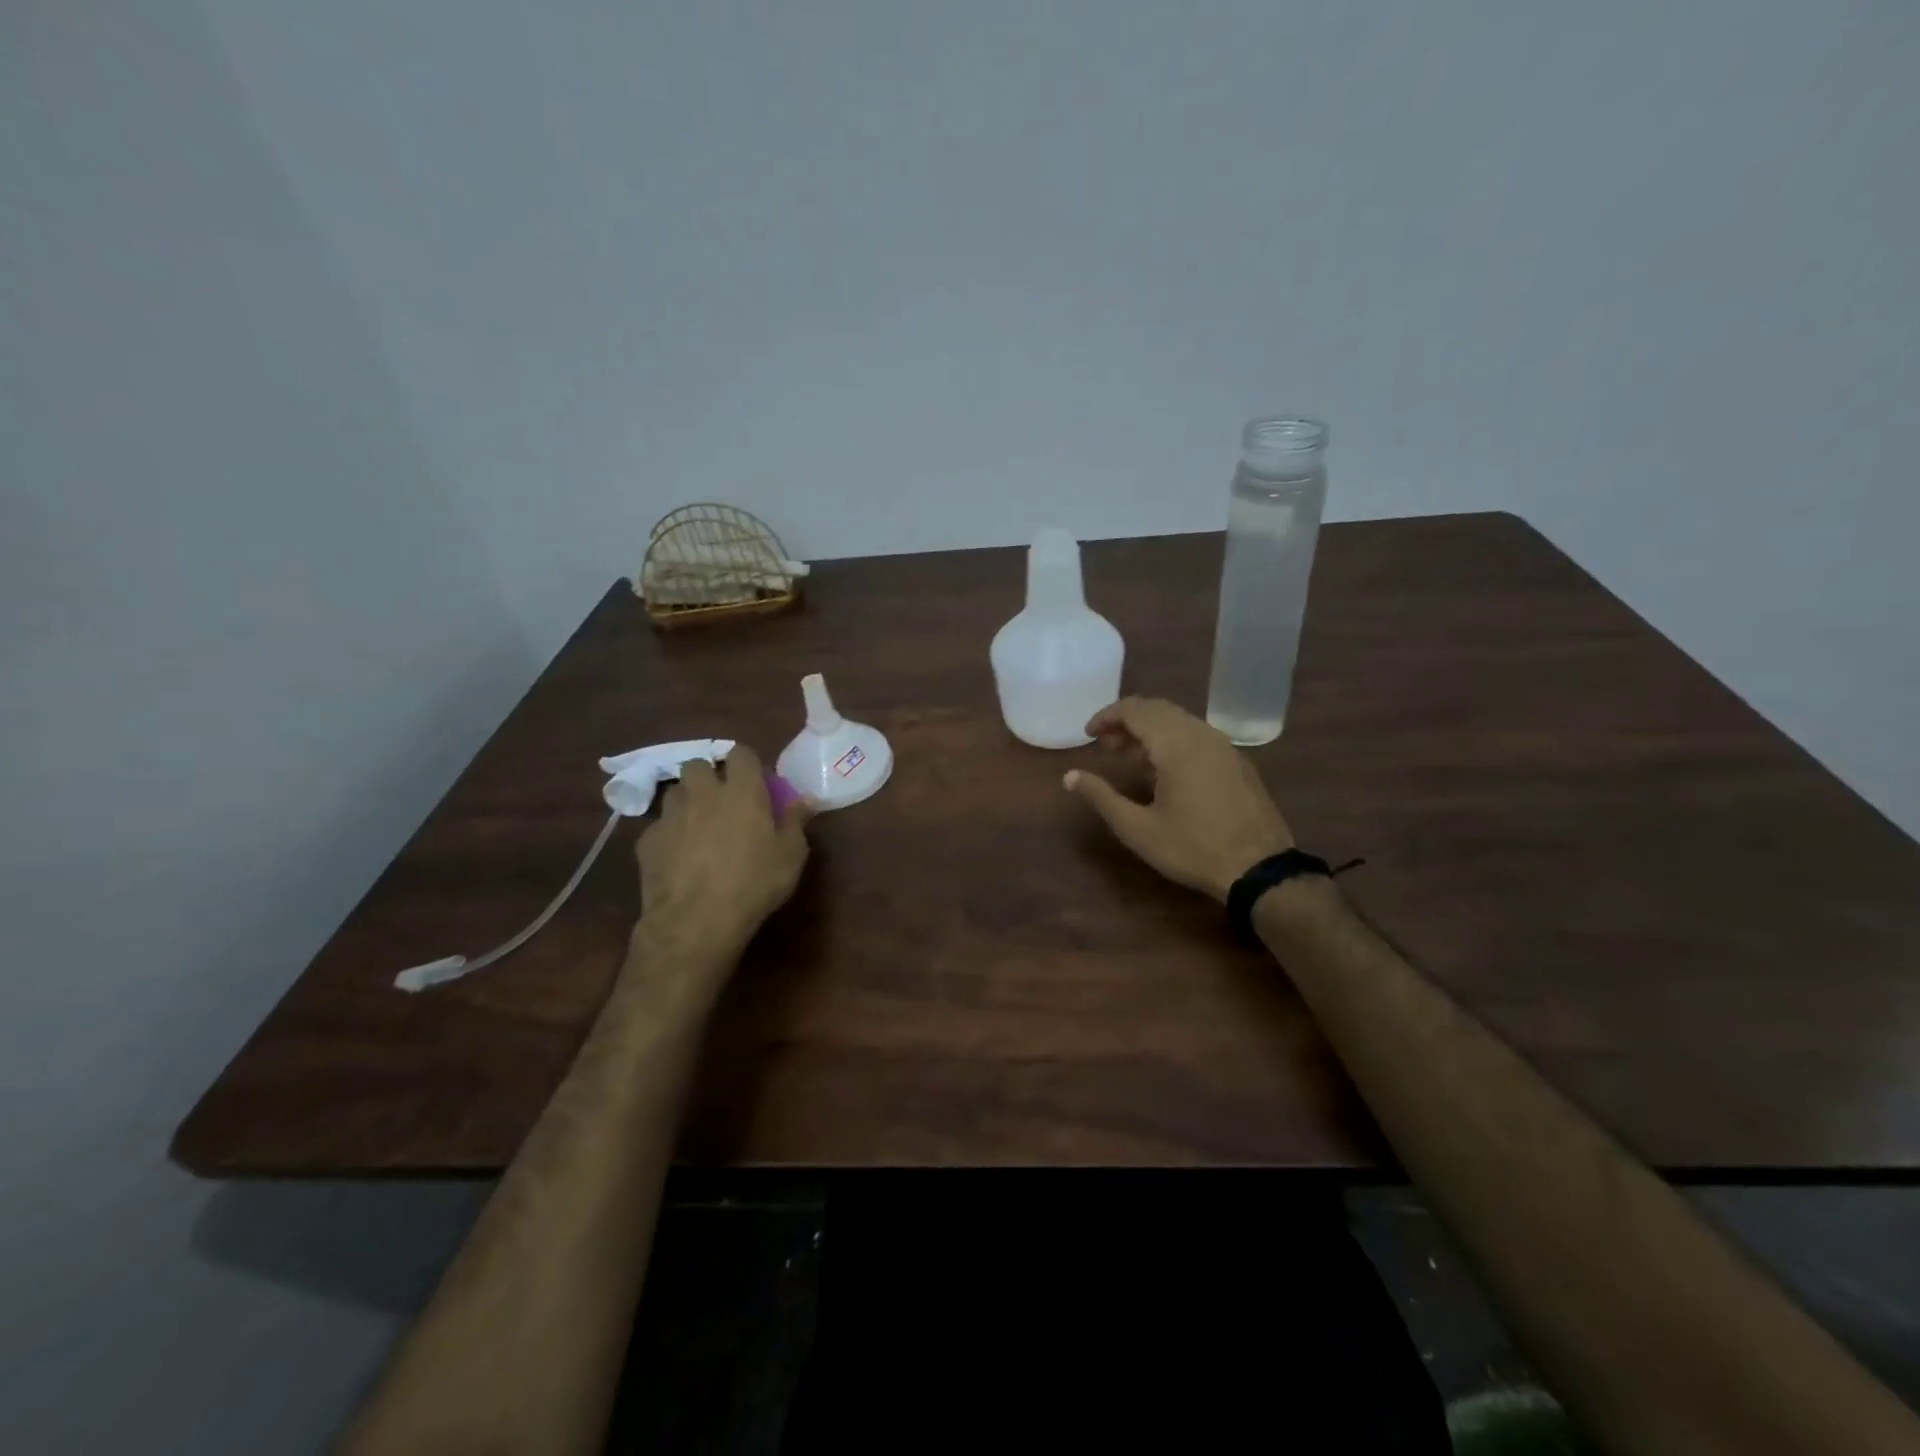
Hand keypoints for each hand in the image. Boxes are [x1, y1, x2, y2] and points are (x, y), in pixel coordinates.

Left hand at [635, 743, 812, 953]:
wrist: (695, 921)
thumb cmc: (754, 883)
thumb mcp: (790, 855)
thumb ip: (795, 821)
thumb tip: (805, 799)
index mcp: (742, 791)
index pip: (741, 753)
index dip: (748, 764)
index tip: (757, 783)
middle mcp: (703, 793)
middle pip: (699, 765)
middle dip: (709, 776)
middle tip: (722, 800)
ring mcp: (670, 815)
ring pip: (675, 792)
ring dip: (687, 801)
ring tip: (698, 825)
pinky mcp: (647, 840)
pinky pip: (659, 825)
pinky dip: (669, 833)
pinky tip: (678, 856)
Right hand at [1065, 697, 1293, 901]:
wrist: (1259, 869)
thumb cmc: (1192, 848)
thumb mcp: (1137, 828)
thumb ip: (1101, 796)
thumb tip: (1070, 776)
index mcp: (1176, 744)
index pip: (1135, 709)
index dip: (1107, 717)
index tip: (1088, 735)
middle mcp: (1202, 734)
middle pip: (1158, 709)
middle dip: (1127, 721)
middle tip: (1106, 746)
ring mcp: (1224, 747)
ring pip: (1180, 721)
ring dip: (1150, 731)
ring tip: (1130, 757)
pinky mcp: (1238, 762)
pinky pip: (1198, 736)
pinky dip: (1173, 740)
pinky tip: (1165, 771)